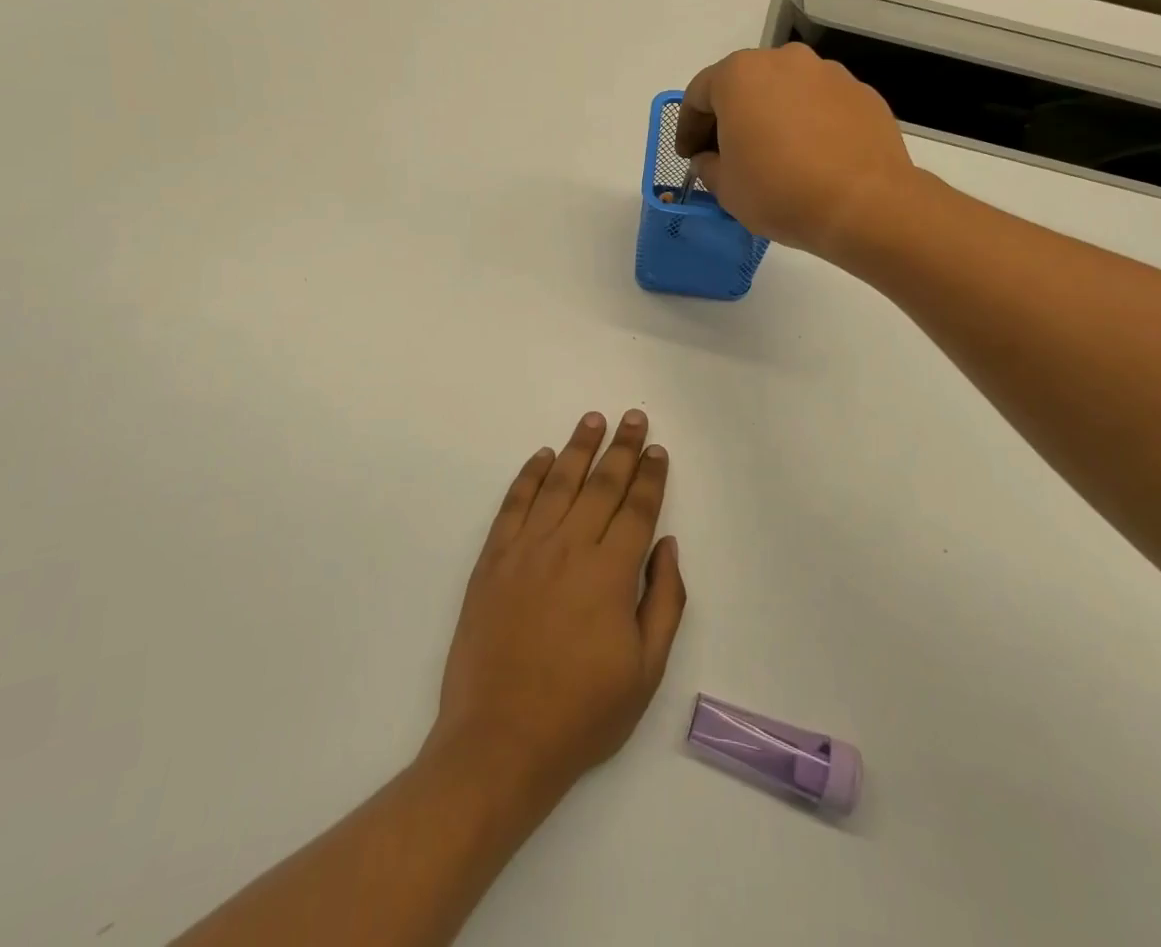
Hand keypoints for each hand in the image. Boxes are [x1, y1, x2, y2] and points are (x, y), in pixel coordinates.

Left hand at [426, 410, 687, 802]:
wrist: (499, 742)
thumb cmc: (581, 713)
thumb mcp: (645, 672)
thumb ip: (664, 601)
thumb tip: (667, 546)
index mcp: (611, 574)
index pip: (637, 509)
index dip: (651, 477)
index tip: (658, 451)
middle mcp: (569, 548)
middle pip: (601, 484)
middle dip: (622, 448)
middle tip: (634, 418)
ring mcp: (526, 550)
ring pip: (558, 483)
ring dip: (578, 448)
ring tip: (593, 420)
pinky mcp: (492, 560)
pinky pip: (514, 504)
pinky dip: (529, 476)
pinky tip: (542, 457)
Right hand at [678, 44, 919, 258]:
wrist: (865, 204)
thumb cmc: (780, 191)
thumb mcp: (725, 188)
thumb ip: (708, 165)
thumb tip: (712, 158)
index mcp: (740, 75)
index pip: (699, 94)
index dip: (688, 128)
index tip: (688, 156)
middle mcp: (784, 61)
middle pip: (743, 85)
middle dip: (730, 118)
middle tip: (726, 154)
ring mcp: (828, 73)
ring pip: (785, 92)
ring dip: (771, 117)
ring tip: (773, 157)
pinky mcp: (862, 94)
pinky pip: (820, 105)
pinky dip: (807, 124)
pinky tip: (810, 158)